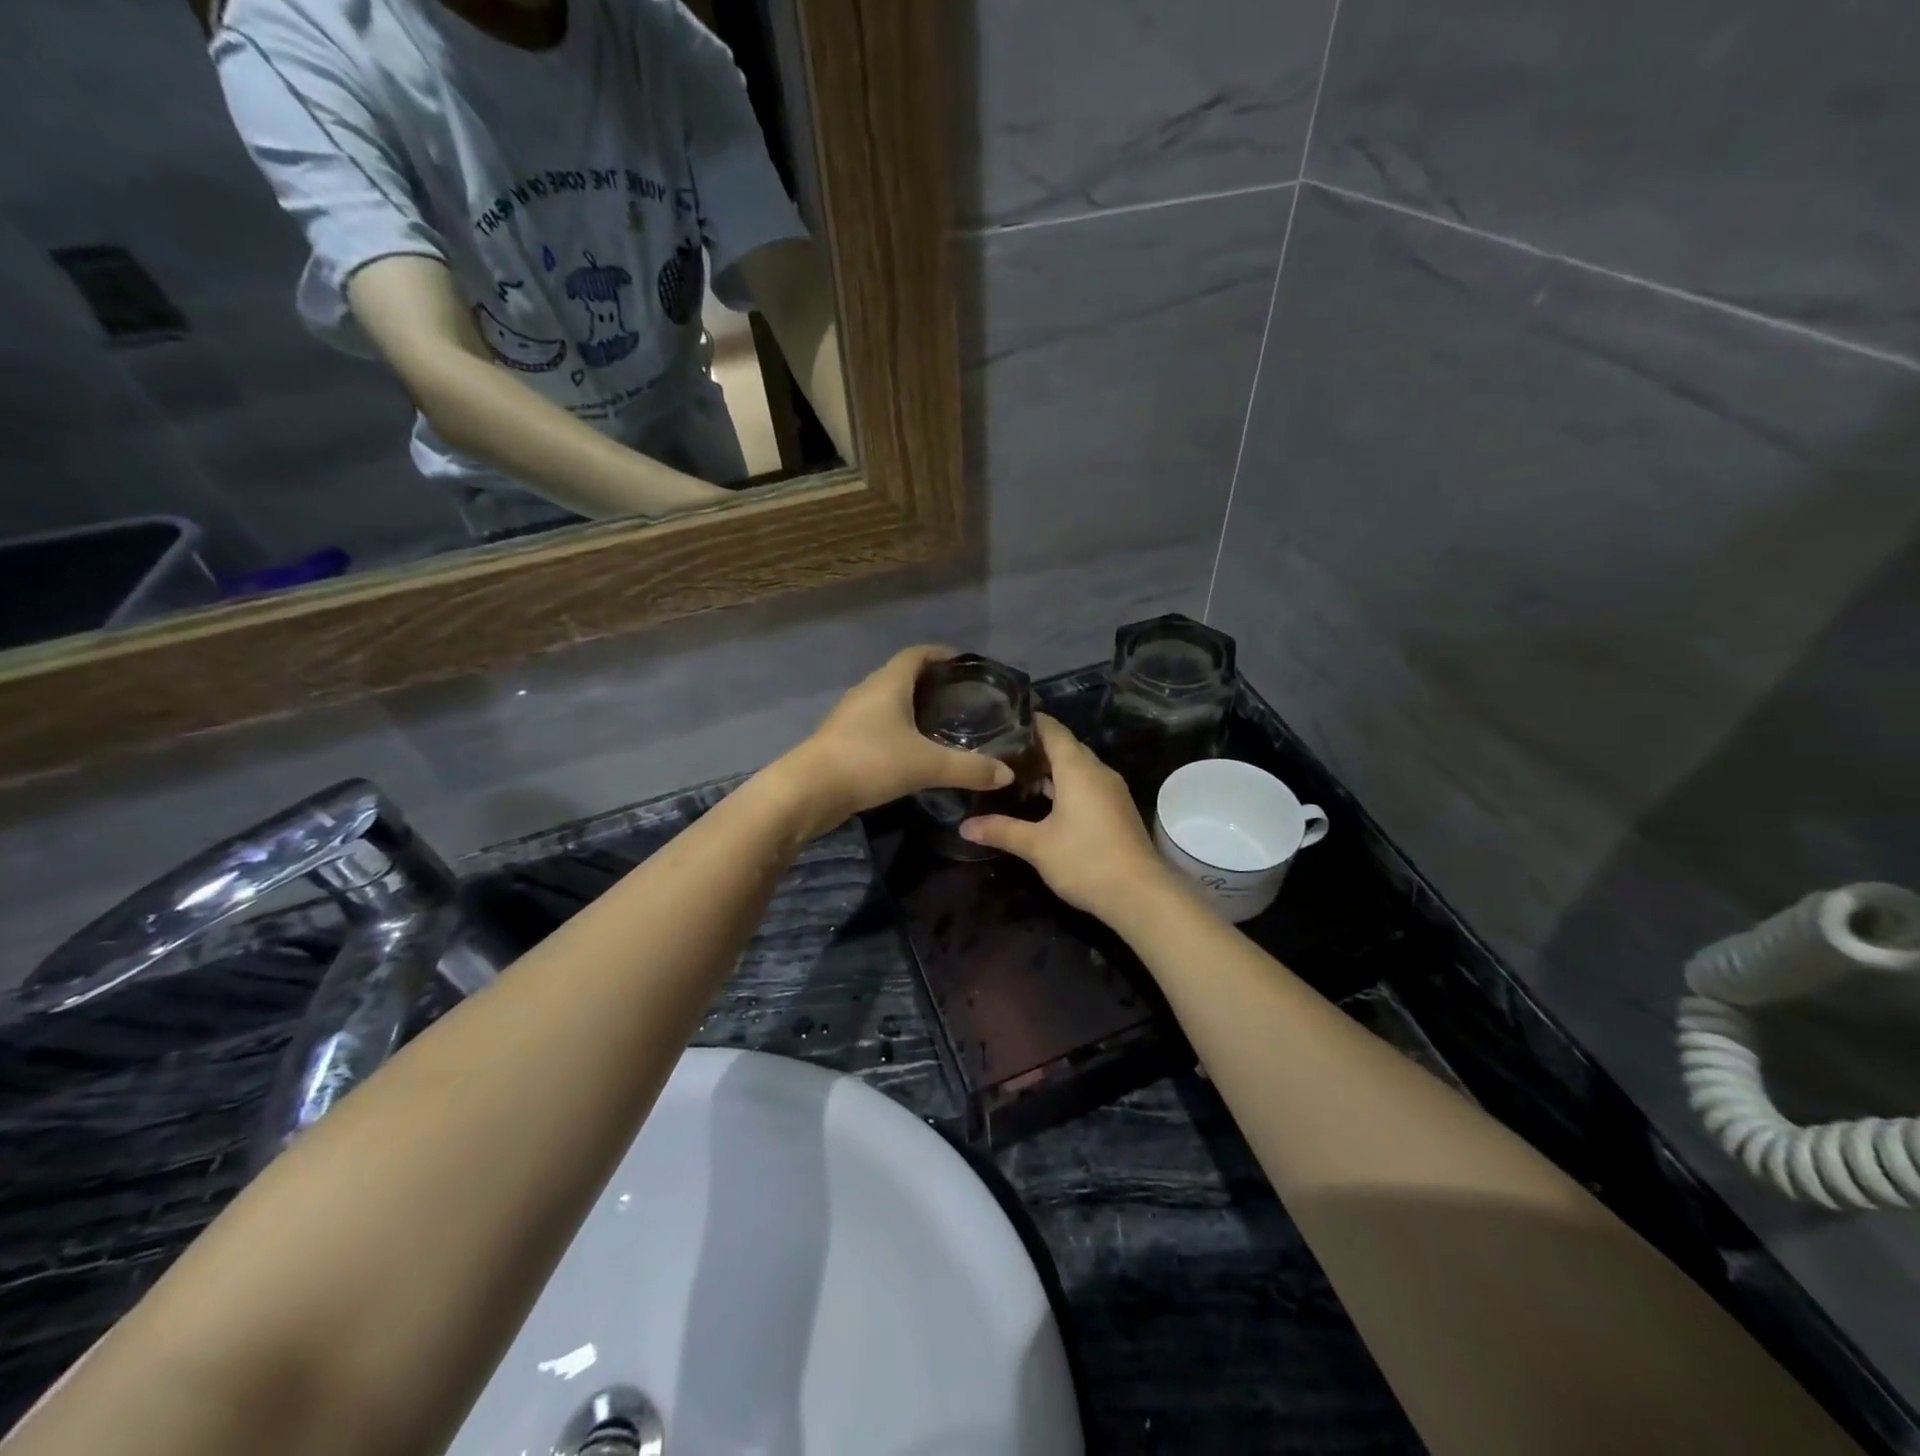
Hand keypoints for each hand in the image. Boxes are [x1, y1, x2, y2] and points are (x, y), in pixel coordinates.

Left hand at [779, 646, 1013, 832]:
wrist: (808, 791)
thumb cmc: (869, 762)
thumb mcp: (927, 765)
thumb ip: (969, 768)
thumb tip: (1006, 774)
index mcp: (888, 683)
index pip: (917, 654)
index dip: (942, 654)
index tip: (966, 665)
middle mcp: (867, 692)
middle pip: (902, 675)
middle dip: (931, 682)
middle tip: (961, 698)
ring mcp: (850, 716)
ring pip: (887, 702)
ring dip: (911, 707)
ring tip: (941, 724)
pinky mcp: (842, 740)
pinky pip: (876, 724)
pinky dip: (897, 729)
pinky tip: (911, 751)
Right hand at [960, 715, 1172, 921]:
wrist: (1140, 895)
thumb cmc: (1085, 860)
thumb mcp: (1037, 845)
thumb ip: (1001, 830)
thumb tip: (964, 827)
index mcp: (1078, 769)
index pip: (1053, 730)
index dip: (1029, 722)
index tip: (1001, 721)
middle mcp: (1098, 772)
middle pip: (1065, 747)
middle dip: (1035, 748)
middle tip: (1000, 753)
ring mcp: (1111, 791)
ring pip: (1077, 768)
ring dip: (1050, 770)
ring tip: (1016, 778)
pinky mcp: (1117, 809)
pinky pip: (1087, 785)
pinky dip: (1065, 786)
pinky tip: (1045, 804)